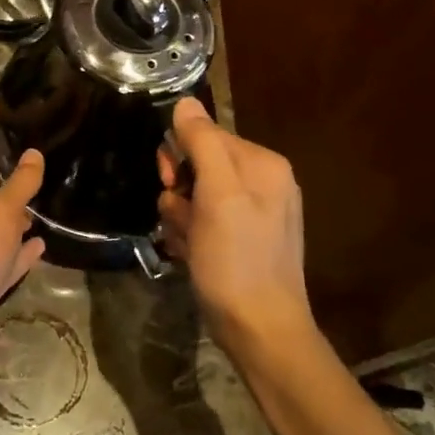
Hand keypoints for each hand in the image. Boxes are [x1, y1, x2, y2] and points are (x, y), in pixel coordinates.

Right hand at [157, 98, 313, 353]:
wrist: (260, 332)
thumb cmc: (236, 260)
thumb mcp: (218, 195)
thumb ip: (202, 143)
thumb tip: (185, 102)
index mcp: (263, 165)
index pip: (206, 135)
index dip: (181, 155)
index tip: (171, 180)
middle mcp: (263, 183)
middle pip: (199, 164)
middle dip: (180, 190)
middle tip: (180, 216)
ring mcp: (254, 214)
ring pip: (195, 195)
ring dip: (181, 216)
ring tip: (188, 243)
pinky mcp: (242, 241)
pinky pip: (204, 221)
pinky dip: (191, 235)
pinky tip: (192, 255)